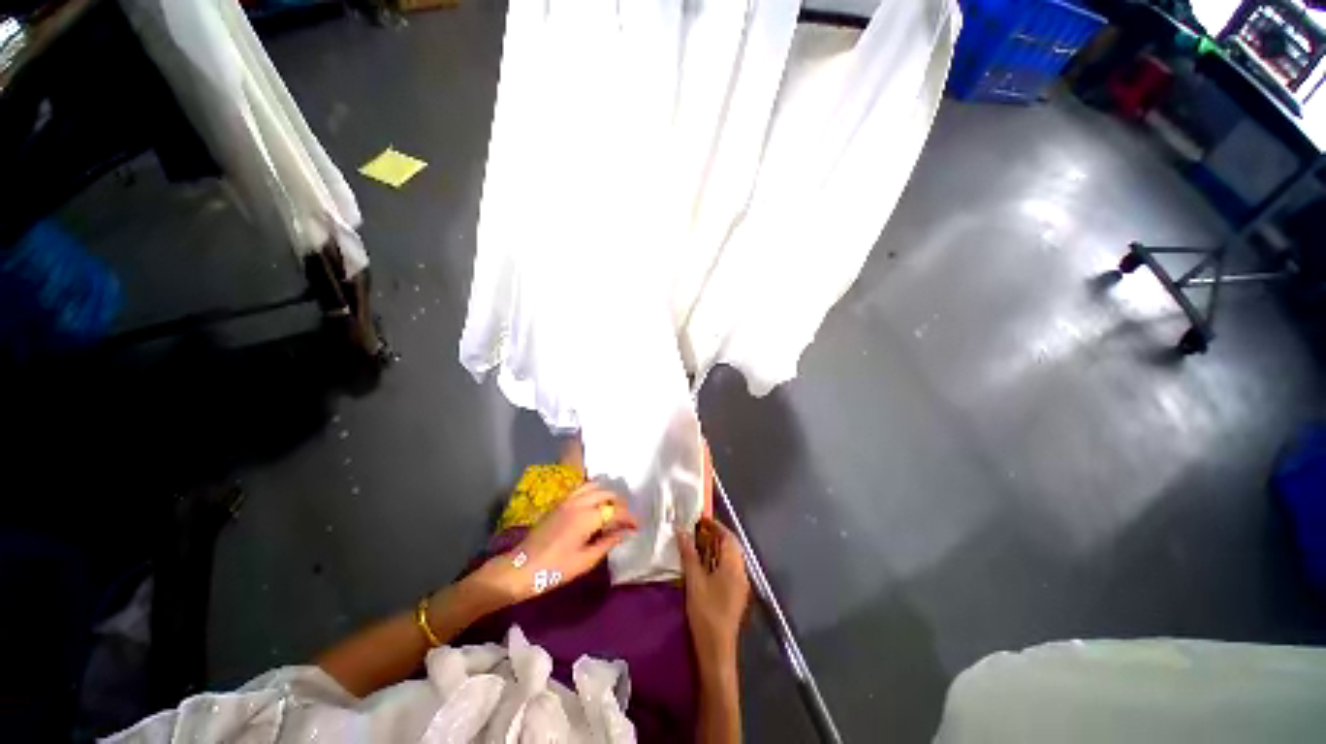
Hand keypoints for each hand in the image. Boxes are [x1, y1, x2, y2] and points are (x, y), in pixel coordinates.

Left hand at [481, 482, 637, 602]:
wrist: (520, 569)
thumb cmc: (554, 570)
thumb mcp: (584, 561)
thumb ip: (607, 543)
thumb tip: (623, 533)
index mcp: (587, 518)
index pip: (615, 511)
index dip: (629, 517)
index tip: (637, 526)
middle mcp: (579, 503)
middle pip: (607, 493)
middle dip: (621, 504)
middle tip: (626, 519)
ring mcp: (568, 500)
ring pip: (595, 486)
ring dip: (608, 494)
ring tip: (613, 508)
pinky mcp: (560, 502)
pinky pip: (582, 488)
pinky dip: (594, 491)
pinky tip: (596, 504)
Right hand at [677, 518, 749, 663]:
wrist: (717, 650)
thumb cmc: (706, 612)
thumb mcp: (694, 581)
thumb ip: (689, 554)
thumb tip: (681, 531)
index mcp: (734, 566)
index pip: (728, 537)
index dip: (715, 525)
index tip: (700, 519)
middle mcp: (741, 572)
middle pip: (731, 546)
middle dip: (715, 535)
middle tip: (696, 530)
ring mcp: (740, 585)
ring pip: (730, 558)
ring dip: (715, 548)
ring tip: (696, 544)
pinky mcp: (735, 595)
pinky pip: (728, 569)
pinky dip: (717, 561)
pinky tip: (703, 565)